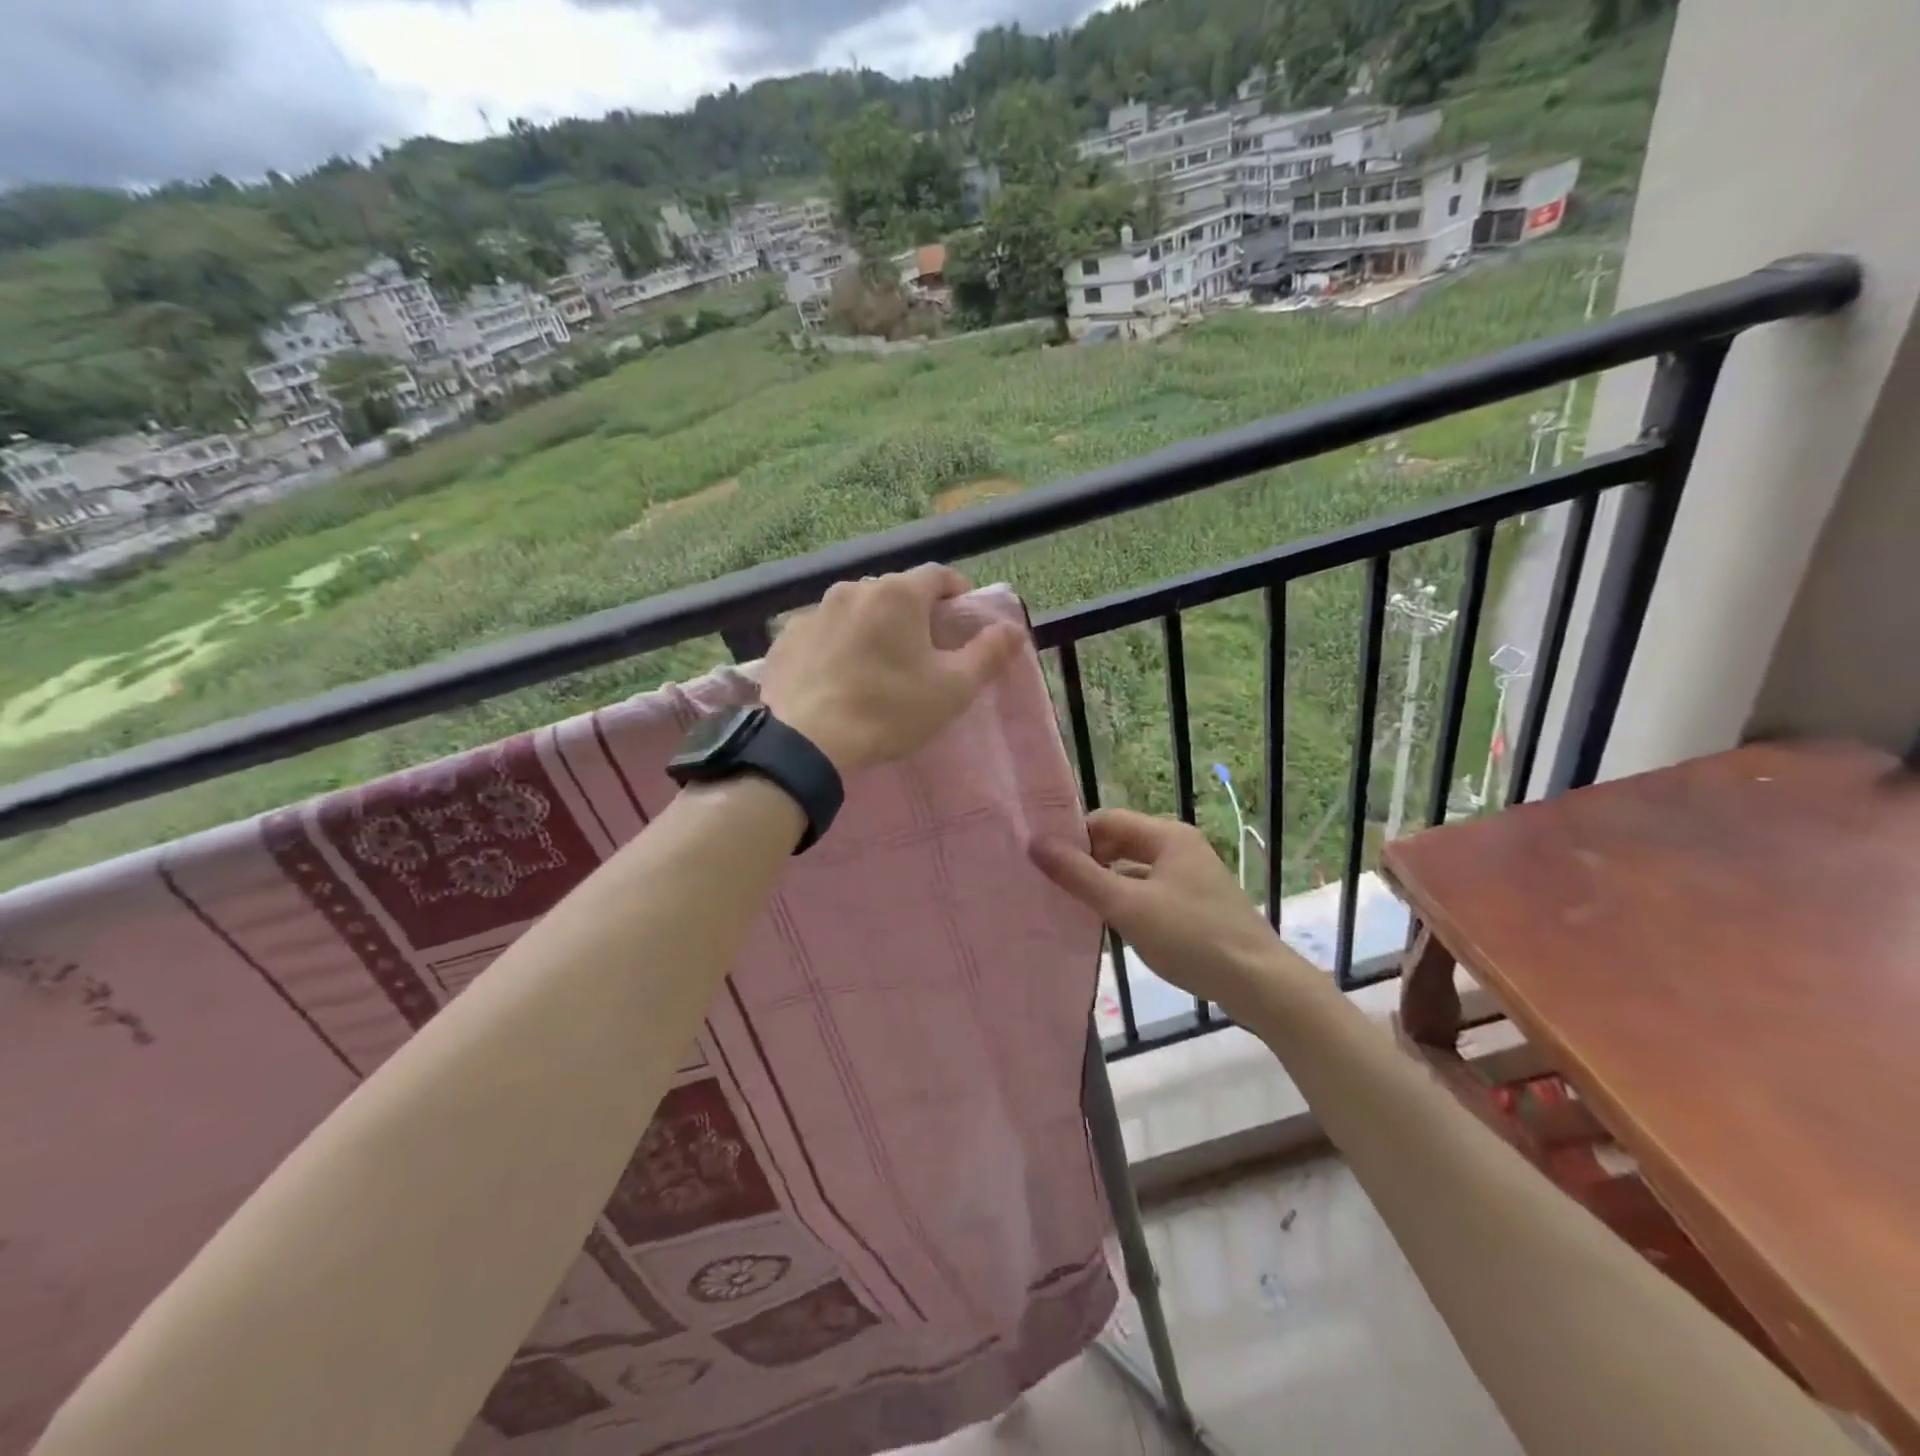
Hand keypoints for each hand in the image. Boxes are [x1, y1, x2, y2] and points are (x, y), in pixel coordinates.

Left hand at [760, 565, 1025, 774]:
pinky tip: (838, 676)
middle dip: (914, 613)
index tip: (963, 619)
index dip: (957, 593)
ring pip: (856, 610)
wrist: (806, 743)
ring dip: (873, 627)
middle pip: (895, 592)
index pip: (938, 575)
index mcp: (898, 594)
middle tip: (923, 651)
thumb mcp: (952, 688)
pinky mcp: (786, 638)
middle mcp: (853, 589)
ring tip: (877, 665)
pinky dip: (837, 644)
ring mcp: (814, 611)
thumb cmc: (889, 710)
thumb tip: (1012, 628)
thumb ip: (988, 654)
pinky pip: (823, 632)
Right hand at [1029, 809, 1308, 1016]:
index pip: (1107, 820)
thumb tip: (1035, 843)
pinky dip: (1126, 901)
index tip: (1044, 861)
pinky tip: (1108, 924)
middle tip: (1053, 885)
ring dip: (1105, 882)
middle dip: (1088, 860)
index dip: (1075, 837)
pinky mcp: (1194, 904)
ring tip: (1072, 905)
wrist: (1259, 984)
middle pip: (1120, 842)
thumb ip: (1079, 875)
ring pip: (1133, 869)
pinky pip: (1148, 891)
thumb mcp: (1127, 906)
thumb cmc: (1191, 937)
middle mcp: (1179, 847)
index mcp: (1167, 836)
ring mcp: (1190, 876)